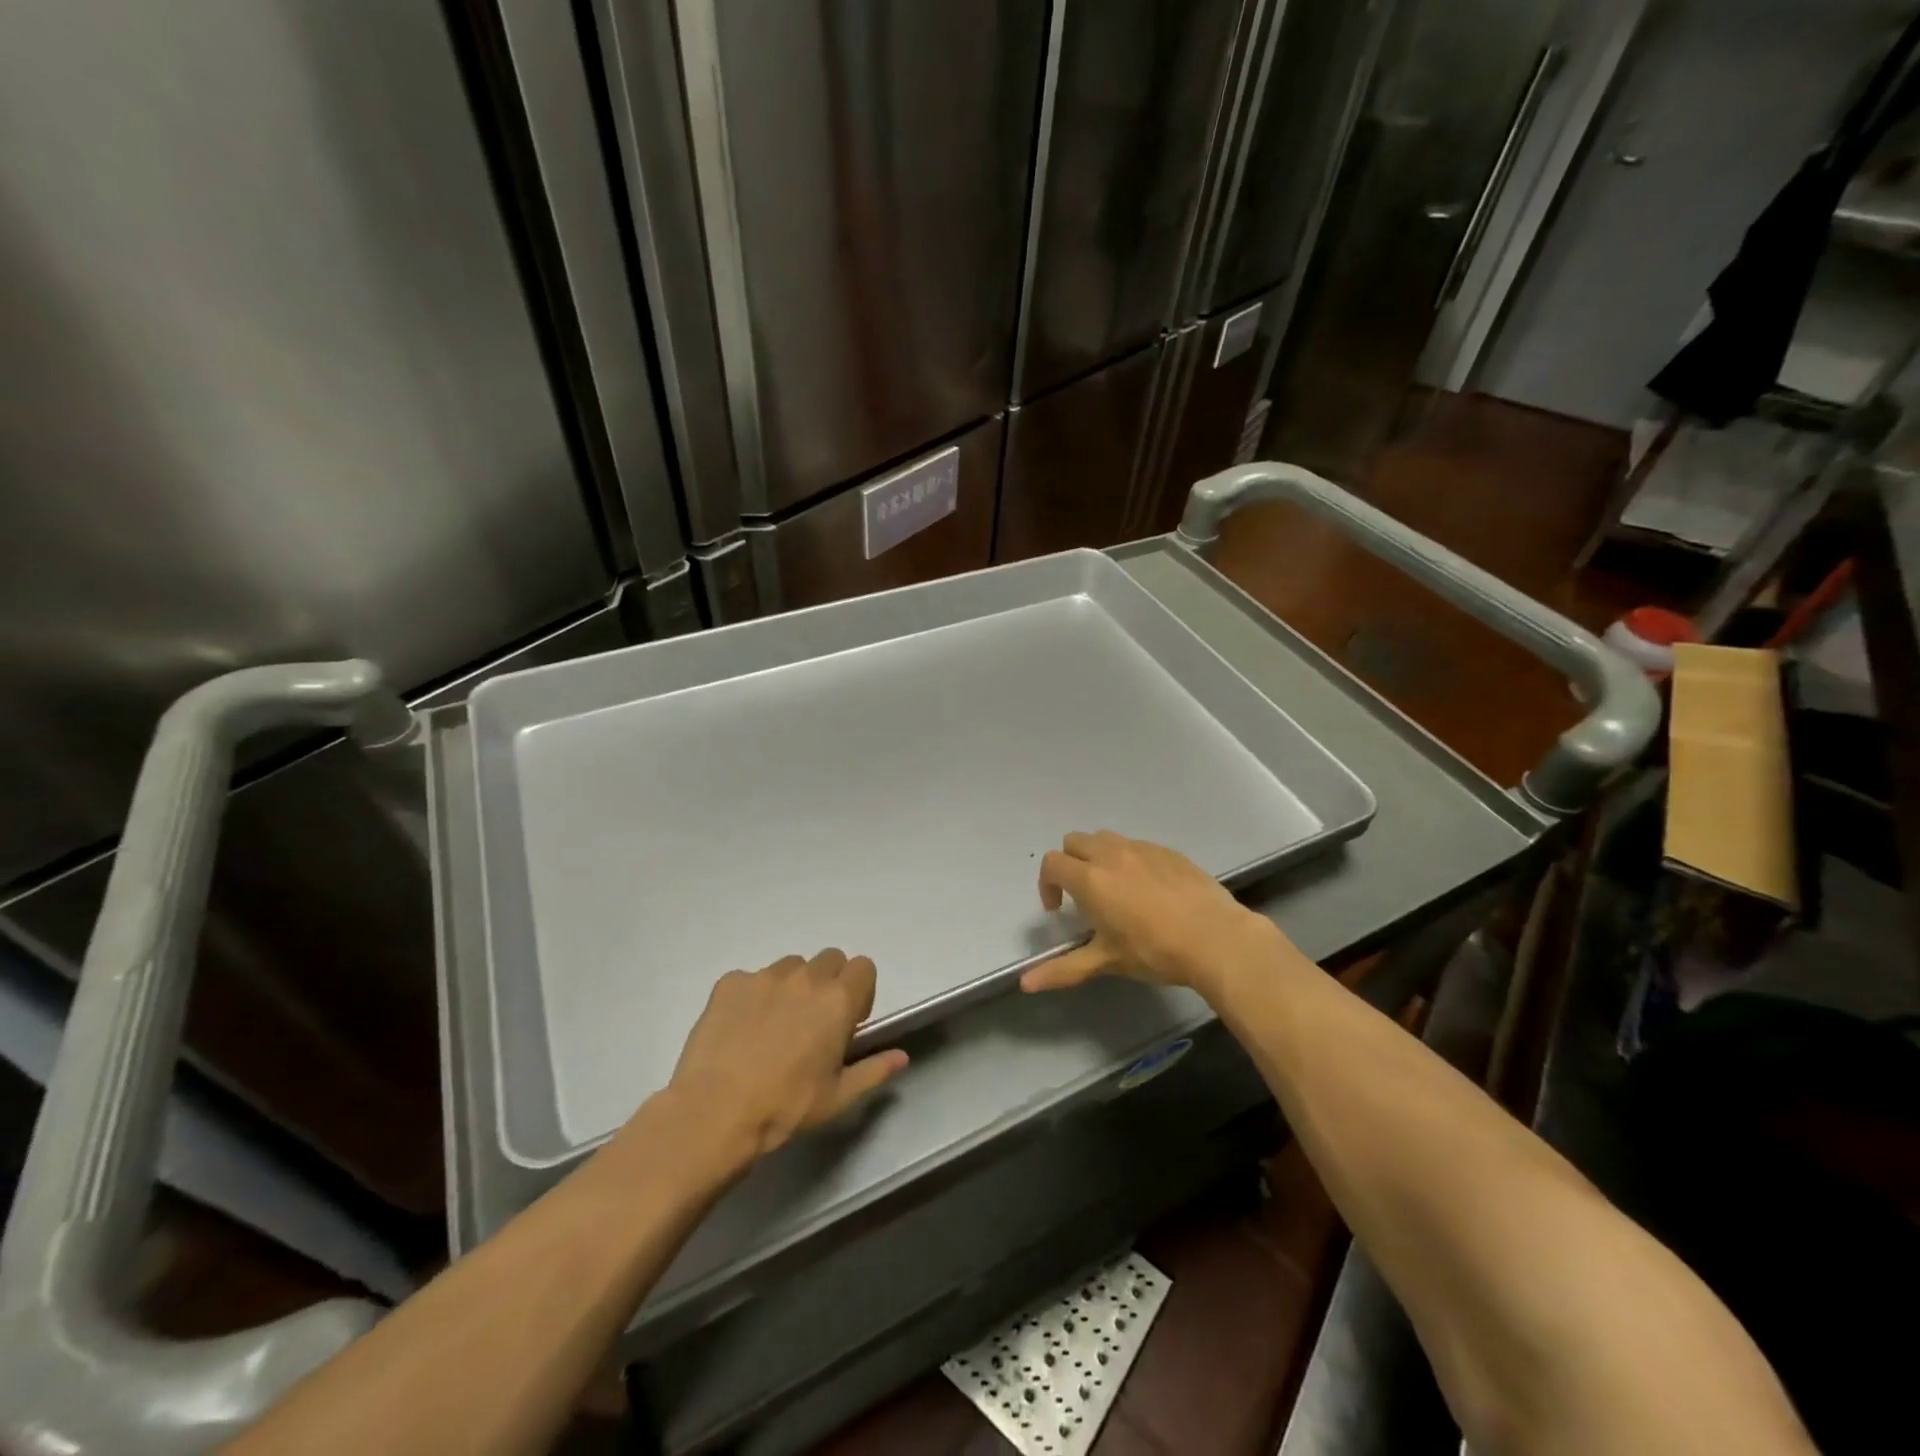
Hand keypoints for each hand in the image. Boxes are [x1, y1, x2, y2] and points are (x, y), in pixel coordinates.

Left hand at [667, 950, 908, 1162]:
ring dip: (793, 986)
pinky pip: (751, 978)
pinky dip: (754, 996)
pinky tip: (742, 1029)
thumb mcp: (838, 1098)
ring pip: (791, 966)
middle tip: (814, 1022)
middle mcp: (805, 977)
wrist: (715, 1113)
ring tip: (775, 1025)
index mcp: (837, 1000)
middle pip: (829, 959)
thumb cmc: (785, 1108)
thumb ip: (874, 1070)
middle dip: (829, 983)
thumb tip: (901, 1057)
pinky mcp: (729, 983)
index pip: (864, 967)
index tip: (848, 1021)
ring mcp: (764, 976)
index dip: (860, 991)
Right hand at [1020, 831, 1287, 999]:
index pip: (1052, 863)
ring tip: (1113, 888)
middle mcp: (1111, 854)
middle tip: (1082, 895)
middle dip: (1070, 863)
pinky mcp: (1168, 851)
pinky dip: (1130, 860)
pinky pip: (1137, 846)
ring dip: (1098, 856)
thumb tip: (1025, 984)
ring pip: (1106, 838)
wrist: (1216, 938)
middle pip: (1075, 842)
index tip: (1058, 909)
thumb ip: (1063, 969)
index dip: (1047, 884)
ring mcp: (1142, 848)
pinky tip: (1149, 890)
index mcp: (1090, 878)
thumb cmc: (1154, 951)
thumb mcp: (1106, 962)